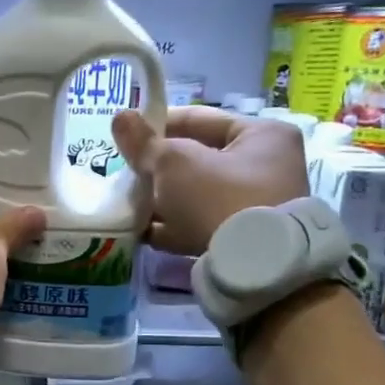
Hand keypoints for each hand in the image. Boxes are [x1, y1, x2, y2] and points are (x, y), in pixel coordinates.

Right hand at [110, 107, 307, 255]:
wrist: (252, 268)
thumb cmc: (218, 198)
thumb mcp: (175, 163)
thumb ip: (145, 143)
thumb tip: (119, 117)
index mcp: (261, 135)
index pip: (200, 119)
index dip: (159, 124)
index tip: (127, 135)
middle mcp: (264, 167)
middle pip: (196, 159)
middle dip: (157, 167)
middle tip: (124, 171)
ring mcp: (252, 206)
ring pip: (193, 194)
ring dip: (160, 199)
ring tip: (126, 202)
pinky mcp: (239, 239)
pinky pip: (196, 225)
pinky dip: (169, 227)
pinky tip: (139, 231)